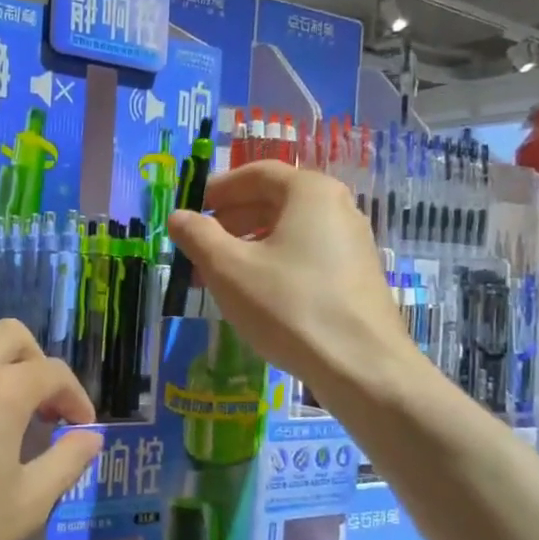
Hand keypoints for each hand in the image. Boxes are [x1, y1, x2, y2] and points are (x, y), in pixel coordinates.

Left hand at [0, 320, 103, 539]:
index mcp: (1, 392)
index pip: (53, 372)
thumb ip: (66, 462)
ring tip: (1, 402)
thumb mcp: (26, 506)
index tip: (80, 427)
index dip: (76, 396)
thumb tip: (90, 436)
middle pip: (11, 334)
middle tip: (43, 406)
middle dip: (37, 361)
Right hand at [166, 162, 412, 390]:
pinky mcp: (356, 275)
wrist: (360, 366)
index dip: (220, 188)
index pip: (257, 173)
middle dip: (233, 217)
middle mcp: (338, 207)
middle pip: (276, 199)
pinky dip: (276, 261)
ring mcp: (353, 242)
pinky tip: (257, 292)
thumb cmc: (288, 306)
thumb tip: (178, 216)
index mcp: (310, 192)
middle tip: (201, 242)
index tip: (193, 209)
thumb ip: (198, 235)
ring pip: (291, 230)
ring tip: (222, 271)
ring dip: (251, 242)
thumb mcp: (228, 269)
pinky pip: (307, 254)